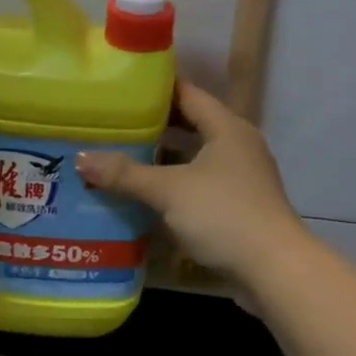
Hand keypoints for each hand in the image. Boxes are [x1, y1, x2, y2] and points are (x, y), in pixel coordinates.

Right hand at [76, 81, 308, 290]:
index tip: (121, 87)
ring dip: (163, 159)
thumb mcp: (169, 191)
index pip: (188, 94)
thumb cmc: (223, 214)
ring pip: (194, 158)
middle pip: (191, 125)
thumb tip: (82, 159)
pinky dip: (174, 185)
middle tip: (113, 123)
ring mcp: (241, 177)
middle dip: (153, 126)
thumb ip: (126, 174)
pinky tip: (146, 195)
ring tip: (121, 156)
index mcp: (227, 128)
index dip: (156, 89)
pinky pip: (199, 184)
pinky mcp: (238, 206)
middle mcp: (237, 146)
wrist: (273, 268)